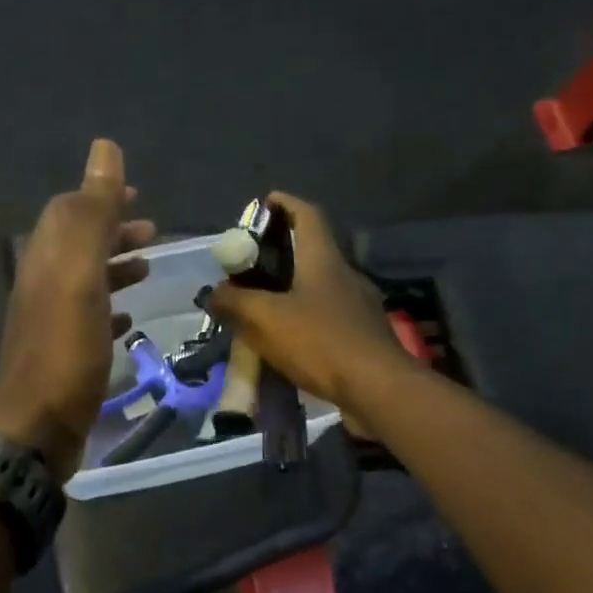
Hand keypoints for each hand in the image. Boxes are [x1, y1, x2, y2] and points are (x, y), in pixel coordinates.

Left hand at [0, 140, 154, 478]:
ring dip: (115, 268)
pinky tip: (128, 318)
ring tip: (149, 269)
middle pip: (77, 245)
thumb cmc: (65, 352)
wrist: (37, 430)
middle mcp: (42, 286)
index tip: (137, 194)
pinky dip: (110, 308)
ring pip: (84, 281)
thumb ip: (92, 215)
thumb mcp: (79, 276)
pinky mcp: (62, 356)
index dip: (100, 197)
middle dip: (113, 231)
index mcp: (44, 260)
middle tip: (153, 231)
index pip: (67, 212)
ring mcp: (50, 323)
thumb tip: (104, 149)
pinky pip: (87, 319)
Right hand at [206, 191, 410, 415]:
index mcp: (323, 258)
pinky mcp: (362, 335)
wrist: (377, 388)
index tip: (261, 205)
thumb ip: (234, 302)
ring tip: (261, 306)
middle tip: (249, 267)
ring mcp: (358, 305)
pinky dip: (304, 319)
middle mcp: (344, 274)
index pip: (307, 214)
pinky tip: (287, 340)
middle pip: (311, 250)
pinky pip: (326, 317)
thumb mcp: (265, 319)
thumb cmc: (320, 342)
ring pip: (318, 286)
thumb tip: (215, 294)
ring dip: (290, 290)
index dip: (284, 204)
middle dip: (279, 253)